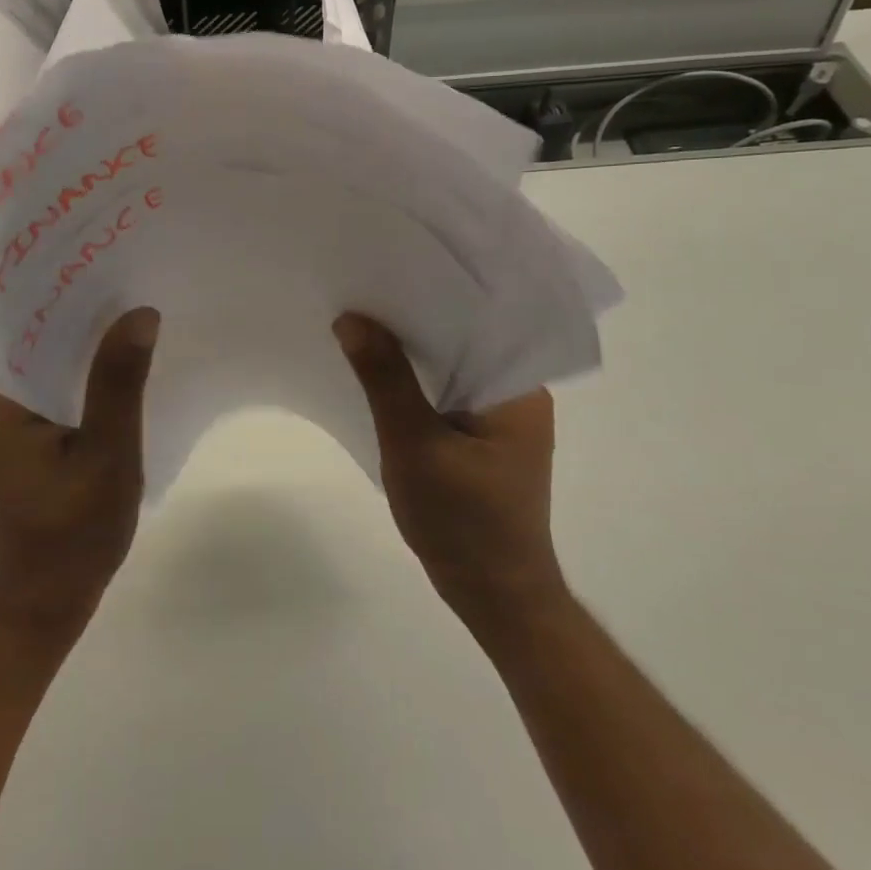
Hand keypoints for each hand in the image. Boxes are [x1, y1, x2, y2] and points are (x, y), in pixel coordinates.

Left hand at [0, 307, 159, 645]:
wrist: (40, 606)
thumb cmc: (70, 536)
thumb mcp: (105, 456)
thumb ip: (118, 383)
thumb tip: (139, 312)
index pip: (29, 325)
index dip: (72, 294)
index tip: (115, 266)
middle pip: (38, 341)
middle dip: (87, 319)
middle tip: (137, 285)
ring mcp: (2, 421)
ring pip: (50, 366)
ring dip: (88, 349)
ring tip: (136, 318)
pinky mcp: (20, 439)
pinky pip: (54, 392)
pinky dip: (84, 381)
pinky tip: (121, 370)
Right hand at [333, 313, 564, 622]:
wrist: (494, 597)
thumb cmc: (463, 523)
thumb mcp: (415, 445)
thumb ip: (385, 380)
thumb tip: (352, 318)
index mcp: (518, 387)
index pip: (475, 319)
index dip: (428, 293)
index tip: (383, 272)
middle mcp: (517, 392)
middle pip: (460, 340)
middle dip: (411, 320)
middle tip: (361, 293)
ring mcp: (500, 417)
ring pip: (449, 367)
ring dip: (410, 352)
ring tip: (362, 324)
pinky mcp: (481, 438)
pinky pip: (444, 393)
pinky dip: (414, 383)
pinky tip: (379, 374)